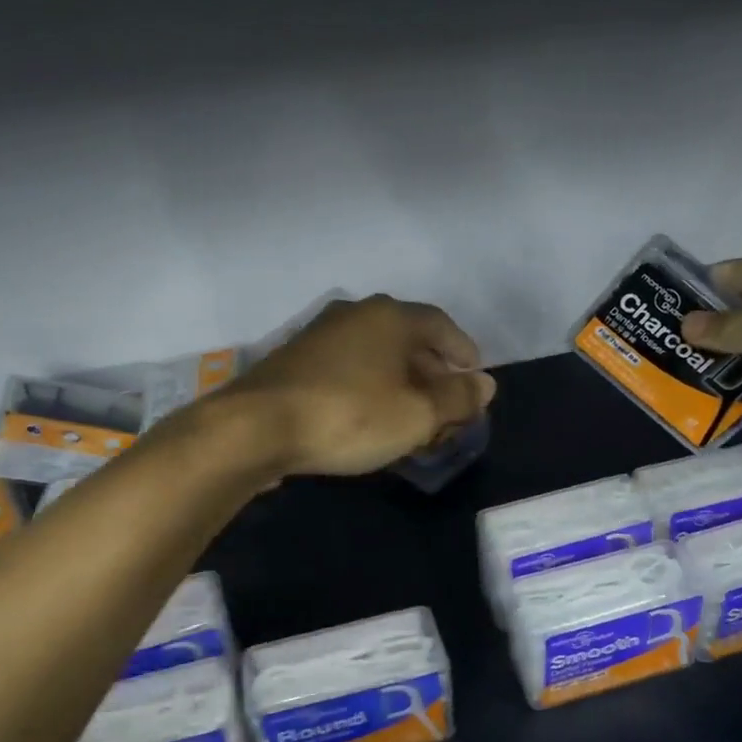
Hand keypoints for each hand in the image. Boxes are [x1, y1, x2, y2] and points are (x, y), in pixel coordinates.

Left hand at [225, 295, 495, 477]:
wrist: (256, 427)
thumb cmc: (349, 416)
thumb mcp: (416, 415)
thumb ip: (457, 399)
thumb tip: (485, 384)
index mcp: (389, 317)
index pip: (440, 324)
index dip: (463, 351)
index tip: (475, 377)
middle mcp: (355, 315)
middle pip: (407, 339)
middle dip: (431, 372)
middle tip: (446, 404)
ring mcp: (320, 335)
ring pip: (375, 355)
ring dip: (399, 381)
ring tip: (410, 415)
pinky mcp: (294, 361)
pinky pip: (348, 368)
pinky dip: (368, 387)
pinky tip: (369, 416)